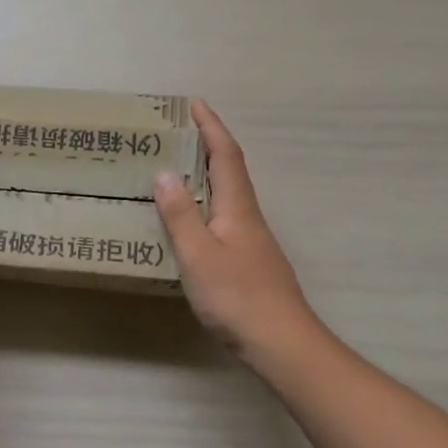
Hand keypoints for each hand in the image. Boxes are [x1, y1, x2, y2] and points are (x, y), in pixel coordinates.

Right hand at [153, 100, 320, 362]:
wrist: (282, 343)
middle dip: (207, 146)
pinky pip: (223, 219)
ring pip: (228, 196)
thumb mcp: (198, 254)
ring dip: (206, 176)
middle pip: (230, 171)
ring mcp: (252, 240)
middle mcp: (248, 217)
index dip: (211, 127)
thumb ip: (181, 214)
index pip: (226, 155)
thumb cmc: (237, 296)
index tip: (194, 103)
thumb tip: (165, 173)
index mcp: (238, 207)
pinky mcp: (249, 262)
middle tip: (177, 133)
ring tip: (175, 171)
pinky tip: (189, 222)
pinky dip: (205, 205)